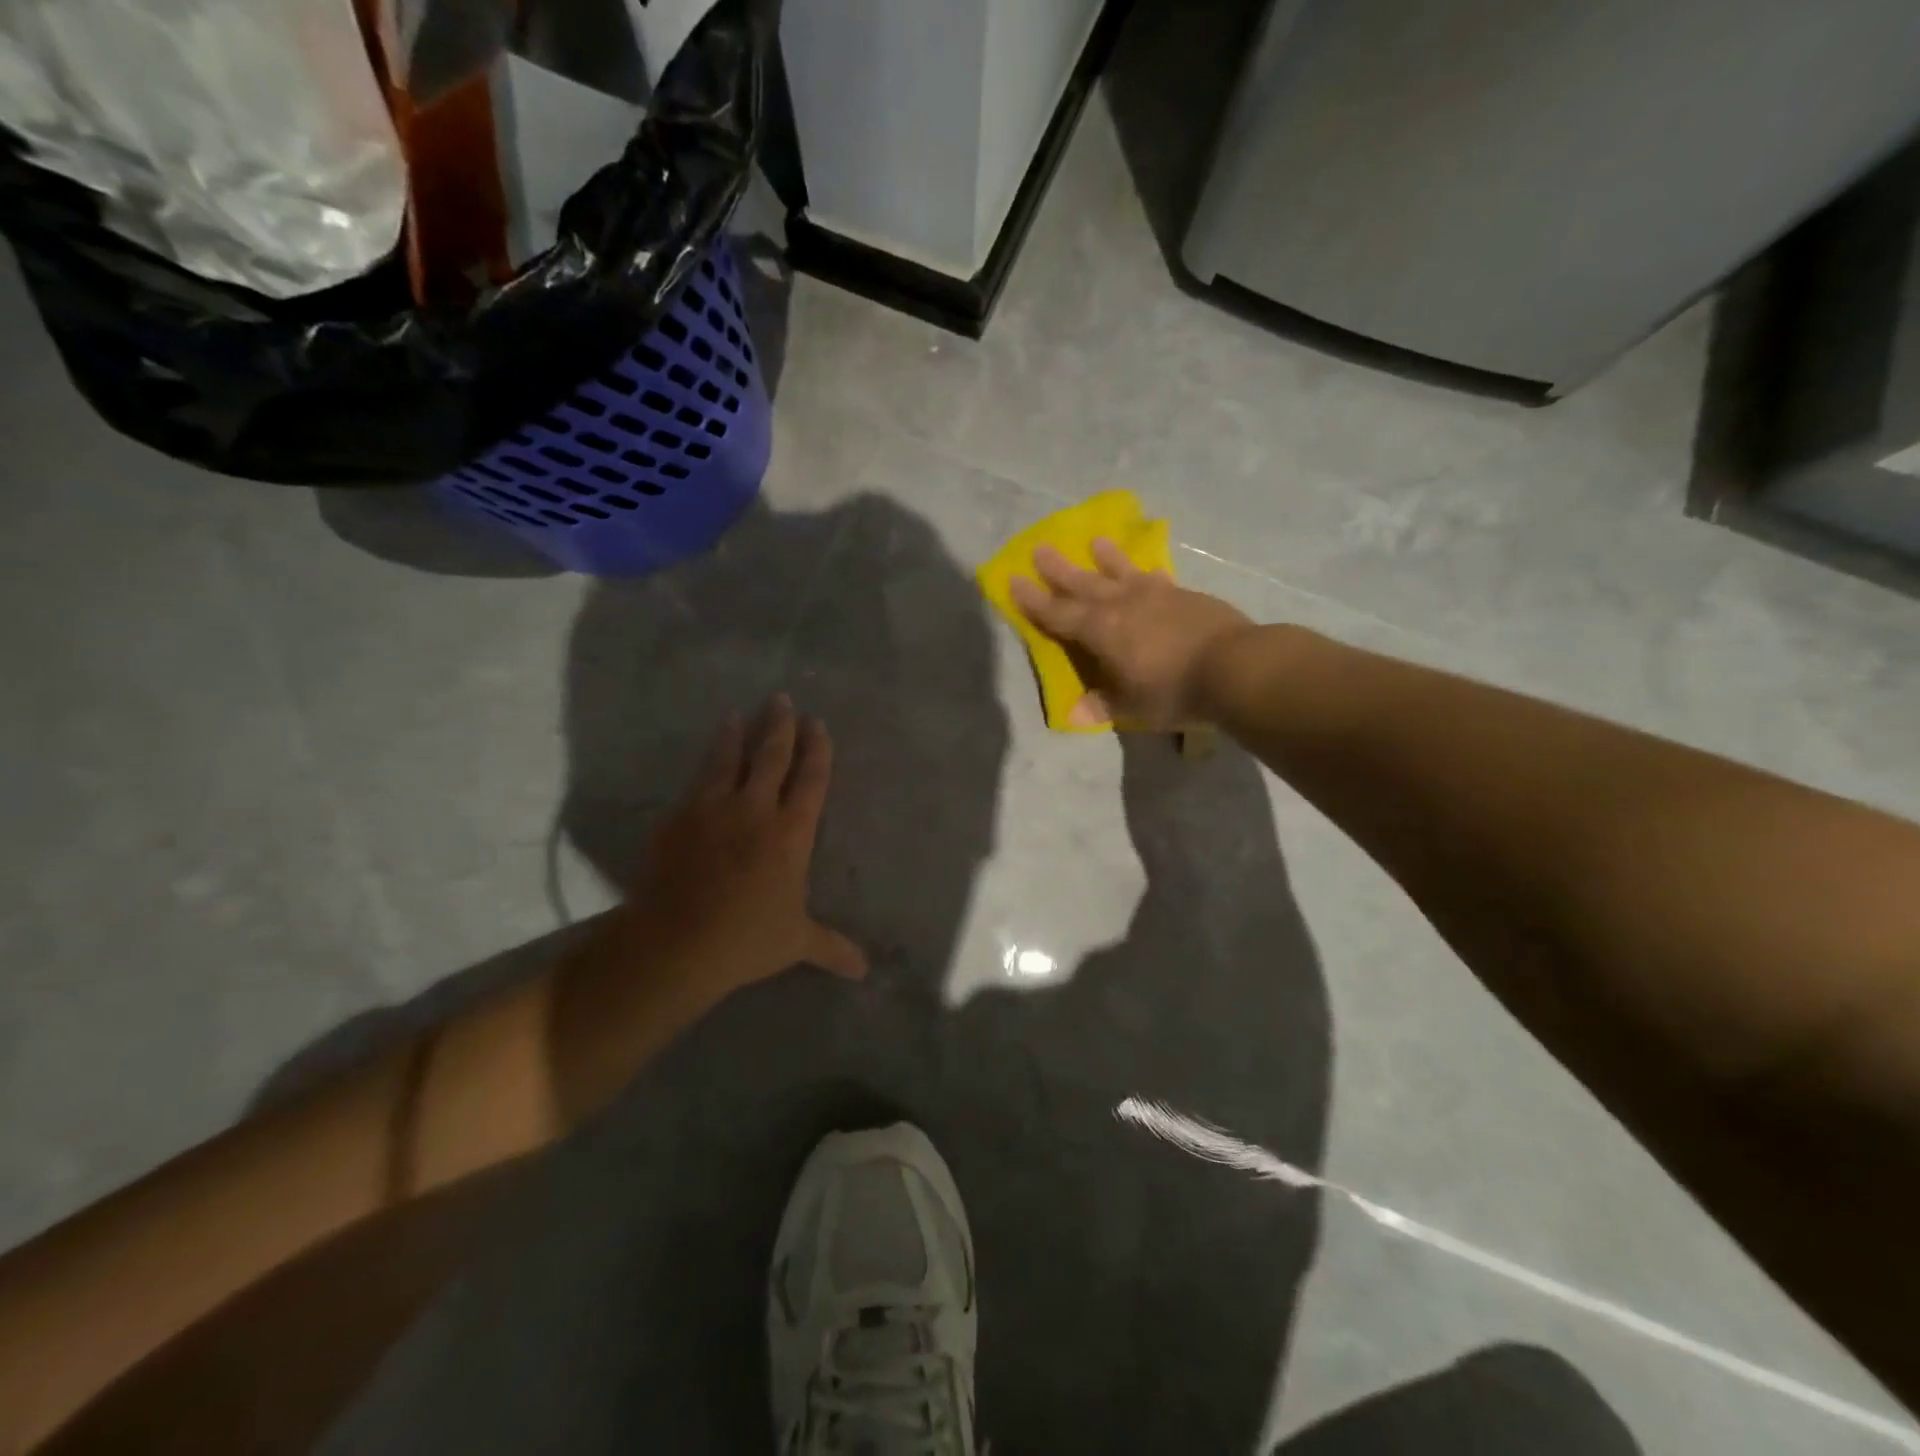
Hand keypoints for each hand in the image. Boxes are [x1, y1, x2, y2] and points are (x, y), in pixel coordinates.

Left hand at [623, 695, 867, 1003]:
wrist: (674, 943)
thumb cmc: (746, 940)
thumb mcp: (795, 943)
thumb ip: (832, 948)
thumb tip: (865, 971)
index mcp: (791, 833)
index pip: (810, 780)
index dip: (817, 750)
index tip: (817, 724)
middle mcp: (754, 810)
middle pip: (771, 756)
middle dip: (780, 726)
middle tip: (781, 700)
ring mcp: (712, 810)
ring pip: (728, 760)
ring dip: (736, 735)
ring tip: (737, 715)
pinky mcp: (678, 819)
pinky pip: (695, 784)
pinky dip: (704, 768)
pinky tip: (704, 763)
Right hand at [1009, 539, 1253, 729]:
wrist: (1235, 666)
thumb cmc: (1173, 690)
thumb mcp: (1132, 706)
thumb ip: (1102, 704)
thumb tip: (1072, 715)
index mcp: (1100, 630)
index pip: (1057, 614)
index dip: (1033, 601)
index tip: (1013, 581)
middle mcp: (1122, 604)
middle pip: (1083, 583)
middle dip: (1059, 570)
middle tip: (1040, 549)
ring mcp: (1155, 595)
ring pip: (1121, 572)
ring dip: (1105, 558)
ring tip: (1094, 542)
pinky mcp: (1183, 594)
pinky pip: (1155, 579)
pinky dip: (1144, 573)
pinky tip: (1147, 572)